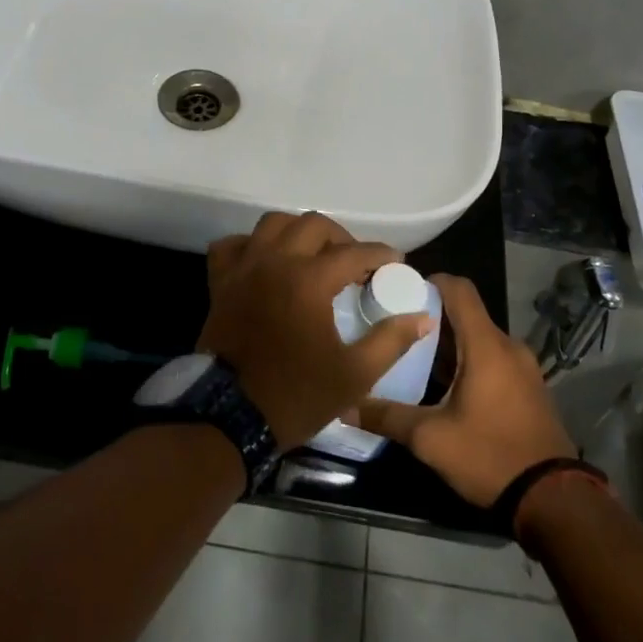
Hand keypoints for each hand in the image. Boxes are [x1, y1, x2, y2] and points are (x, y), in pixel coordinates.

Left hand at [199, 212, 435, 451]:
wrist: (229, 417)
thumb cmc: (296, 395)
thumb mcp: (355, 375)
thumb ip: (391, 341)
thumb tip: (422, 318)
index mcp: (309, 280)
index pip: (354, 253)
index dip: (380, 255)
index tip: (396, 263)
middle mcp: (275, 261)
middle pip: (313, 225)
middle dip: (341, 238)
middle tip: (355, 263)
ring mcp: (243, 269)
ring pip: (272, 224)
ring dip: (298, 232)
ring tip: (313, 255)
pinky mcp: (220, 283)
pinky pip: (232, 246)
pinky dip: (251, 245)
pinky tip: (265, 261)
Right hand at [353, 274, 574, 506]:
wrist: (553, 499)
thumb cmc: (489, 456)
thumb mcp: (430, 439)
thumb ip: (387, 416)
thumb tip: (346, 406)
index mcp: (486, 345)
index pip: (459, 289)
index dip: (429, 282)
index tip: (399, 293)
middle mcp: (508, 346)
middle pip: (466, 314)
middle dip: (431, 317)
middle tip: (395, 330)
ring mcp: (524, 367)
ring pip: (479, 338)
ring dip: (449, 343)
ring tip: (414, 359)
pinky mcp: (529, 388)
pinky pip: (494, 359)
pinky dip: (468, 361)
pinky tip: (445, 387)